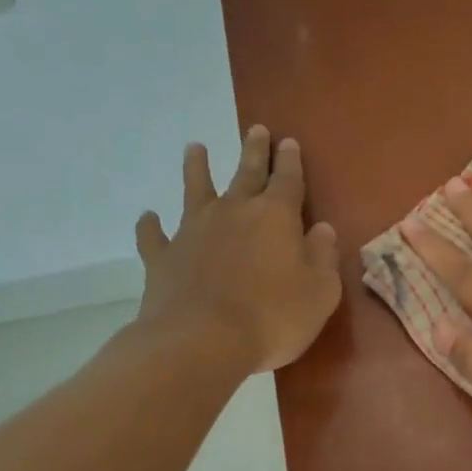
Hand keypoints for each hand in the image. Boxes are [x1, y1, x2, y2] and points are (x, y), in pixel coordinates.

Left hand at [134, 125, 341, 372]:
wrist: (202, 341)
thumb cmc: (273, 317)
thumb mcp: (320, 291)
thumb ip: (323, 256)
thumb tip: (323, 229)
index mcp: (276, 216)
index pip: (288, 180)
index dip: (290, 161)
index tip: (288, 142)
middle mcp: (233, 212)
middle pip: (246, 174)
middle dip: (254, 151)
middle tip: (256, 129)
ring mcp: (193, 232)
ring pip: (195, 190)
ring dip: (196, 168)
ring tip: (195, 148)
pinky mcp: (163, 257)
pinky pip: (155, 236)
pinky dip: (151, 226)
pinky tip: (148, 218)